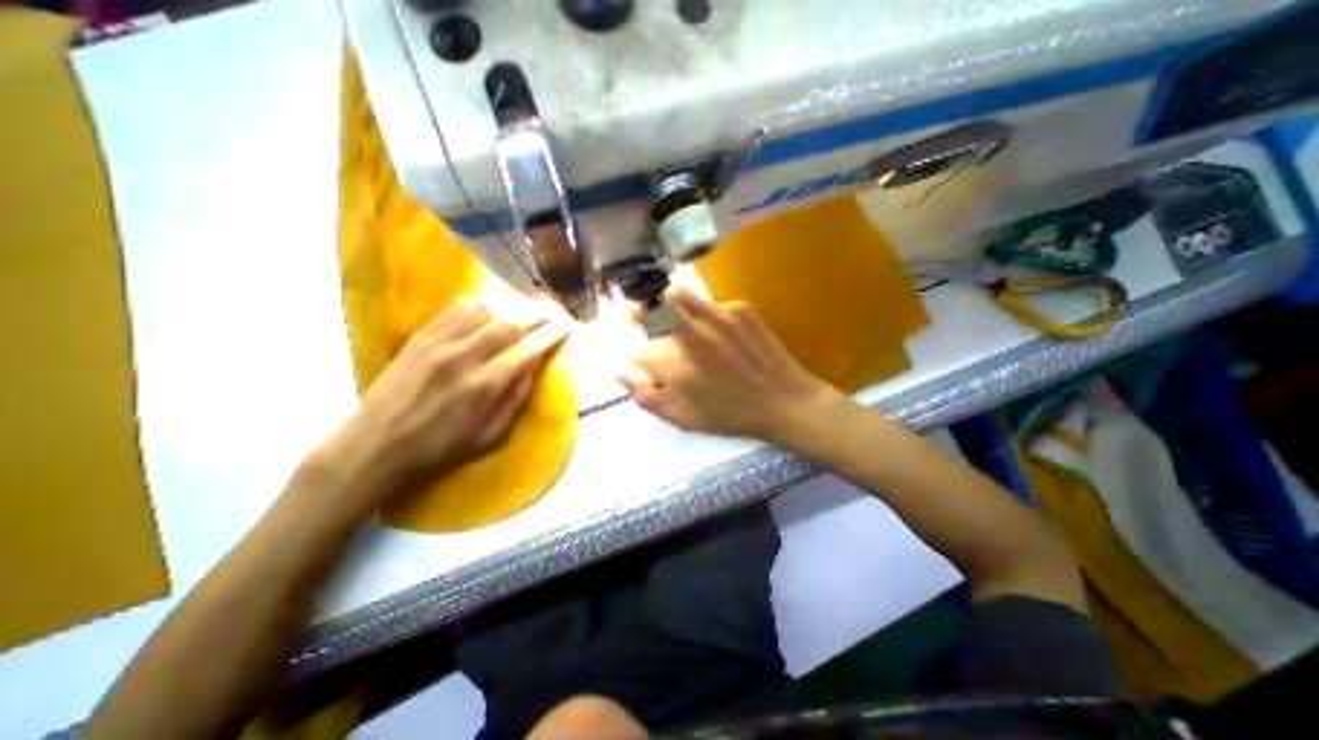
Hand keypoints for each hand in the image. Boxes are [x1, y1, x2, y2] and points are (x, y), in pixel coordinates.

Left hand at [321, 301, 568, 501]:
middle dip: (538, 314)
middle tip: (554, 311)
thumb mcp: (491, 434)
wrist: (376, 444)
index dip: (552, 334)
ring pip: (486, 309)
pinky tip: (491, 308)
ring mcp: (439, 342)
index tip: (567, 326)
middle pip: (511, 322)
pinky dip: (481, 304)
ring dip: (512, 307)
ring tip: (526, 310)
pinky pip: (457, 308)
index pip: (528, 349)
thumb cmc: (441, 446)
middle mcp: (464, 357)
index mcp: (484, 386)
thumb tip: (538, 364)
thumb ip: (517, 396)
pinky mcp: (420, 335)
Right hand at [625, 289, 837, 445]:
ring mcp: (717, 316)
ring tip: (679, 321)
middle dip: (639, 315)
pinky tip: (718, 333)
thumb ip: (645, 396)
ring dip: (669, 306)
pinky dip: (703, 315)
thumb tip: (620, 373)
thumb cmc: (731, 415)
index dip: (620, 343)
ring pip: (676, 296)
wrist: (785, 401)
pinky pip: (707, 303)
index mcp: (673, 365)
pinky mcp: (738, 308)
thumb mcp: (683, 418)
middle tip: (643, 321)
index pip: (630, 345)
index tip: (619, 342)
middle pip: (648, 308)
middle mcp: (690, 333)